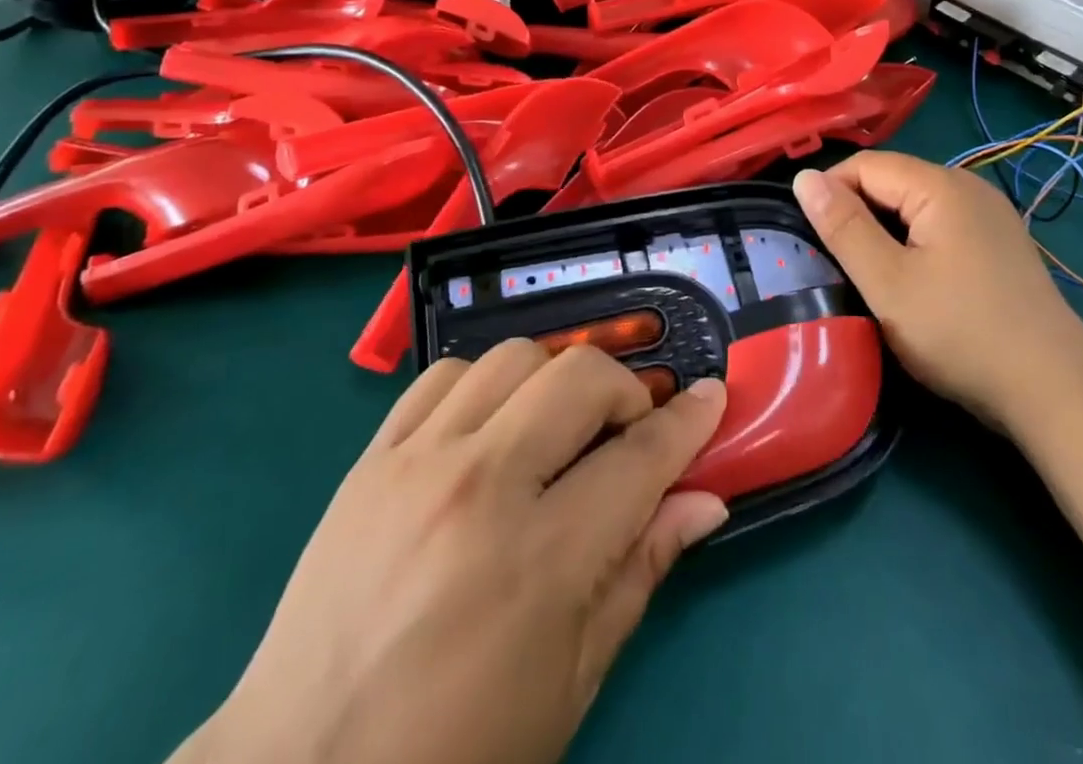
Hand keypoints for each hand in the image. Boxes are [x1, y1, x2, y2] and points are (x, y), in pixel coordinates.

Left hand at [177, 343, 727, 763]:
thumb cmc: (453, 755)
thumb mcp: (569, 682)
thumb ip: (640, 572)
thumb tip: (706, 502)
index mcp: (539, 559)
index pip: (640, 457)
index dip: (688, 421)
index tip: (712, 395)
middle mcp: (480, 486)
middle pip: (580, 378)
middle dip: (624, 392)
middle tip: (626, 434)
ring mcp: (417, 462)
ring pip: (514, 358)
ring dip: (554, 380)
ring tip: (556, 430)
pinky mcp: (371, 458)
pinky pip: (443, 375)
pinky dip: (484, 384)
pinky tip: (489, 427)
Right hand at [793, 153, 1082, 428]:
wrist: (1055, 392)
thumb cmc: (961, 334)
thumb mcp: (887, 283)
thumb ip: (843, 227)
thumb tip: (804, 177)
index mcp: (941, 185)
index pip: (865, 165)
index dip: (830, 194)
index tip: (811, 240)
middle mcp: (969, 186)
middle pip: (892, 181)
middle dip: (857, 214)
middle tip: (838, 265)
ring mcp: (990, 215)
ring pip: (915, 206)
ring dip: (885, 232)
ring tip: (870, 277)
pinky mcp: (1000, 244)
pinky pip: (941, 225)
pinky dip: (915, 243)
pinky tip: (914, 283)